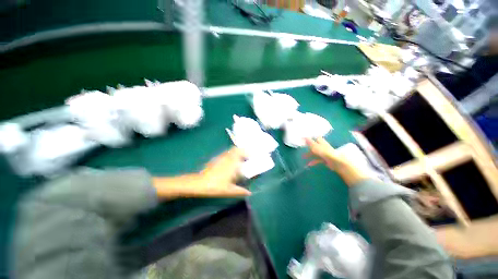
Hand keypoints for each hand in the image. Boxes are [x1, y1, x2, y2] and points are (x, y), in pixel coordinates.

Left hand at [197, 147, 250, 196]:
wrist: (199, 184)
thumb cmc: (216, 187)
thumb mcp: (229, 191)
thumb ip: (240, 191)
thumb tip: (249, 193)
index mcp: (233, 164)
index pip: (241, 154)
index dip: (247, 154)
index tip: (250, 157)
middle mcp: (227, 158)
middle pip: (236, 149)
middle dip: (241, 151)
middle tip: (245, 157)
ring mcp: (221, 158)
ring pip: (230, 150)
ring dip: (235, 152)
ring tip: (238, 158)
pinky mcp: (215, 159)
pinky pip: (225, 153)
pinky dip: (229, 154)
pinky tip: (229, 161)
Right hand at [305, 137, 350, 170]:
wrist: (336, 162)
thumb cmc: (325, 152)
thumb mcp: (315, 146)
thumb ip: (309, 142)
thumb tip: (303, 136)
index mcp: (321, 142)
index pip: (316, 138)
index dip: (311, 138)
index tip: (304, 138)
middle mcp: (323, 147)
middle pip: (315, 146)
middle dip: (308, 147)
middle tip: (302, 148)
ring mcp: (324, 153)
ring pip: (315, 153)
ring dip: (309, 155)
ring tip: (303, 157)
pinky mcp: (325, 160)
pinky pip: (317, 159)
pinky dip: (313, 161)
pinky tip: (309, 164)